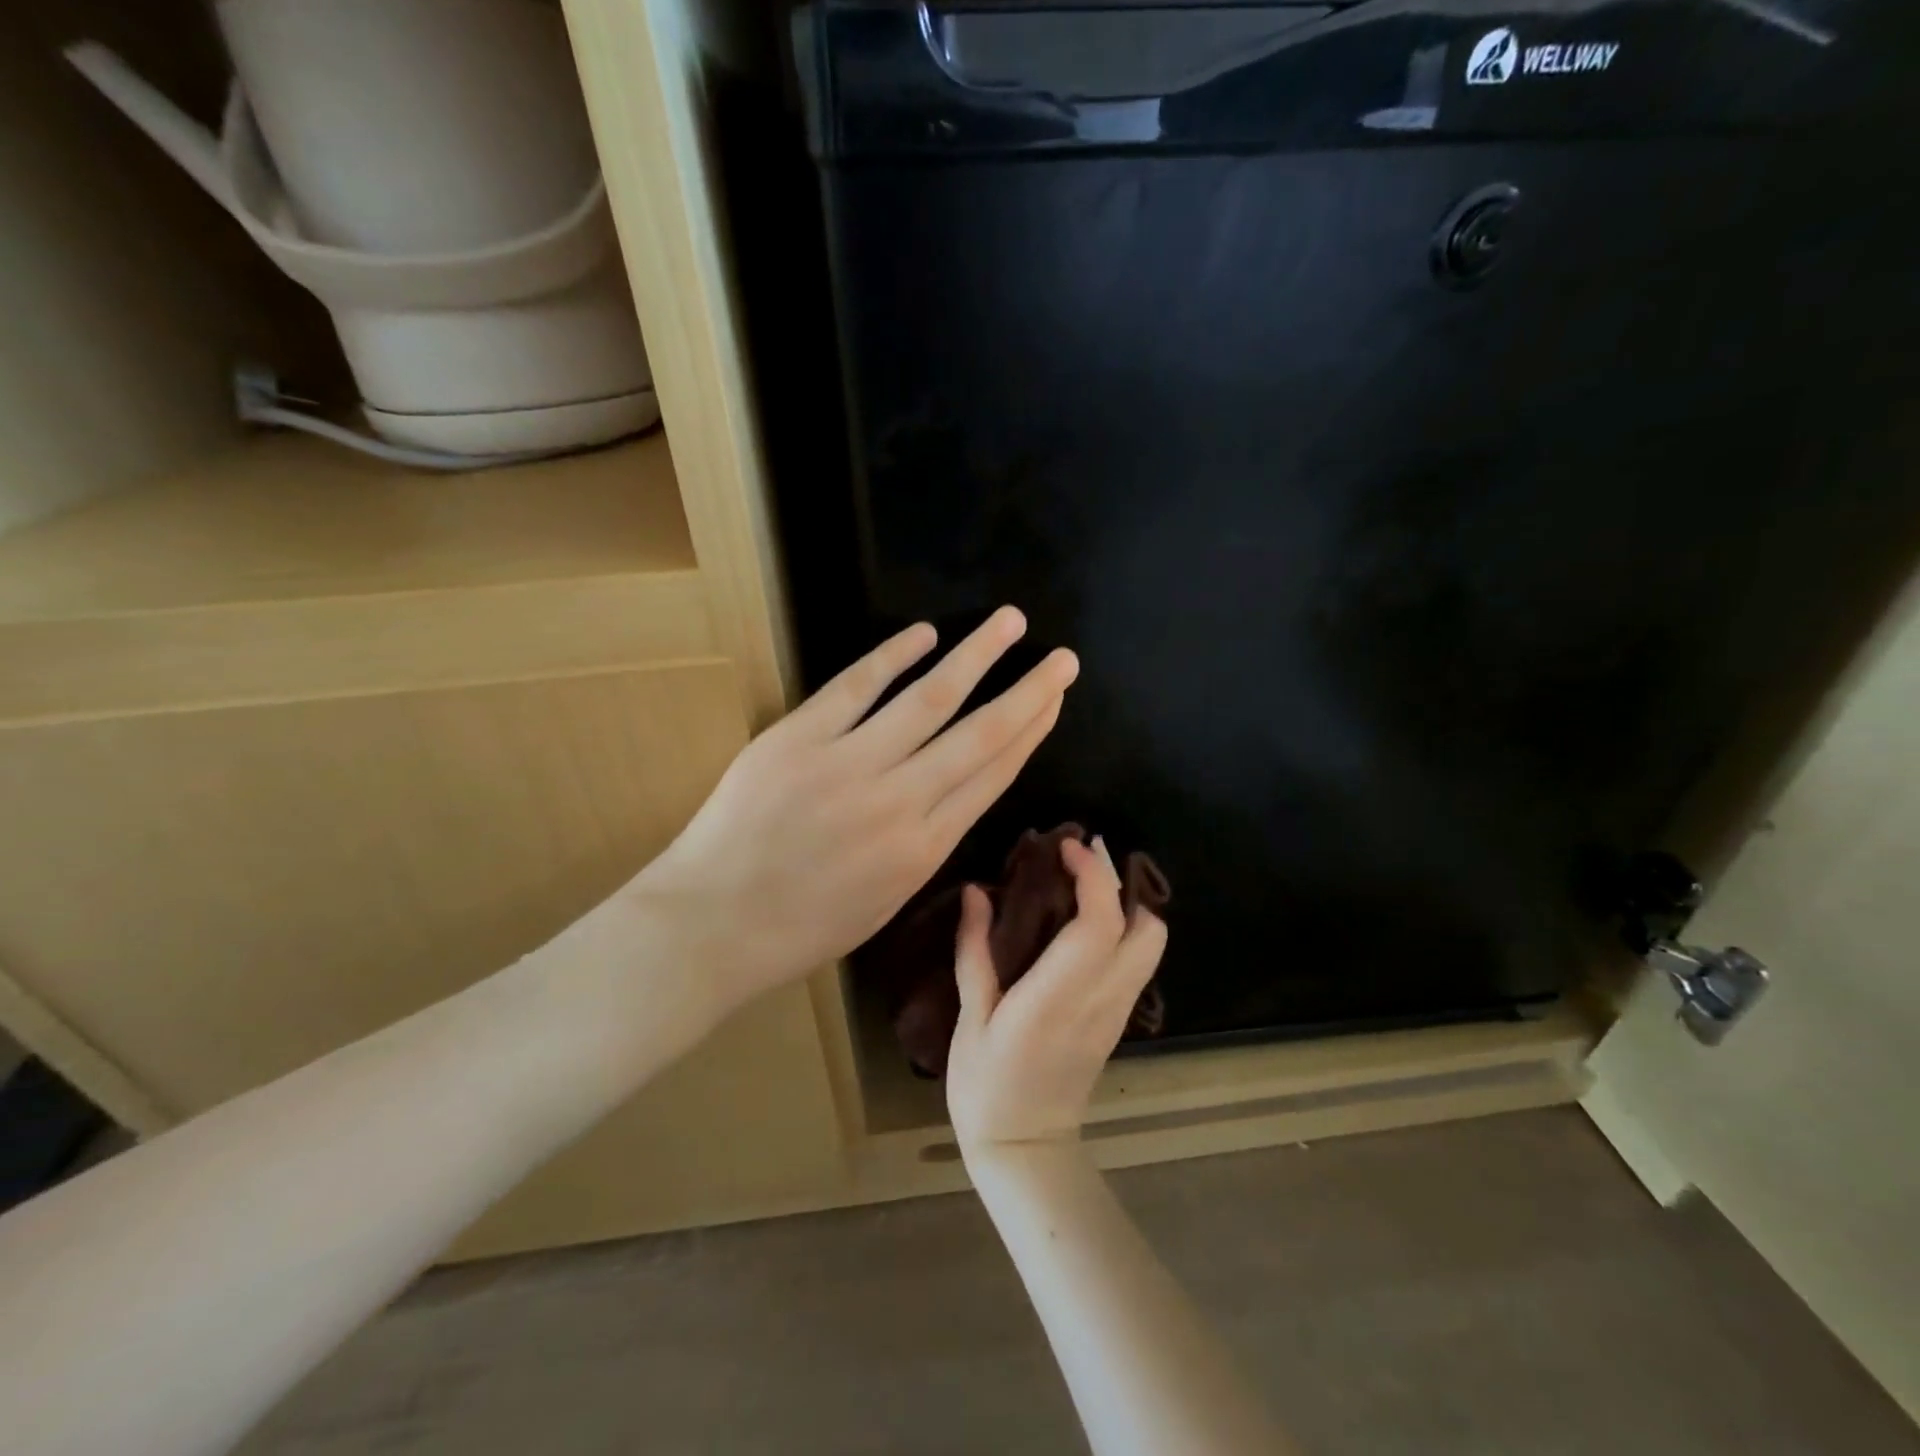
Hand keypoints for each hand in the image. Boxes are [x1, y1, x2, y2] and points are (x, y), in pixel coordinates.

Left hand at [631, 607, 1077, 1014]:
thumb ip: (925, 847)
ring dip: (976, 656)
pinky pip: (856, 686)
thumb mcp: (884, 901)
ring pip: (930, 699)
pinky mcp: (798, 738)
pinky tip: (926, 632)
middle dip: (1028, 692)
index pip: (992, 776)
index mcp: (924, 849)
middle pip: (980, 734)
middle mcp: (899, 801)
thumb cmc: (800, 928)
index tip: (1054, 701)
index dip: (1030, 733)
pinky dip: (893, 656)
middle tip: (1063, 658)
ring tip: (1010, 622)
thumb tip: (953, 795)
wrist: (712, 925)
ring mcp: (848, 764)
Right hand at [946, 837, 1167, 1156]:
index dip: (1093, 877)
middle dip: (1121, 882)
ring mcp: (1117, 1012)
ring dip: (1129, 904)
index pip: (1099, 924)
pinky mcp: (1119, 1021)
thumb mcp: (971, 1018)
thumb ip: (975, 951)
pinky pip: (1139, 962)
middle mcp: (1101, 999)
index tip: (1068, 846)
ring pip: (1152, 945)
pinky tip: (1087, 924)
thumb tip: (976, 891)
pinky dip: (1127, 929)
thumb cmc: (987, 1085)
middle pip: (1146, 929)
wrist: (1026, 1148)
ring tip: (1085, 886)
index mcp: (1058, 996)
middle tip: (1082, 858)